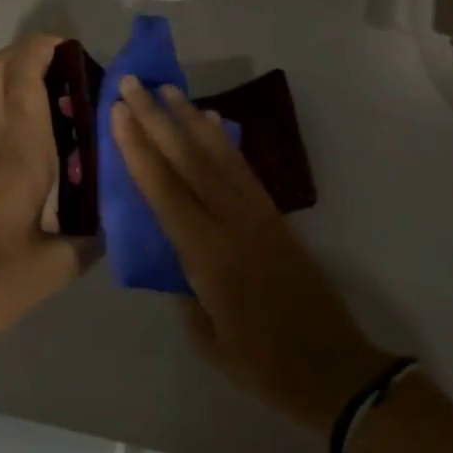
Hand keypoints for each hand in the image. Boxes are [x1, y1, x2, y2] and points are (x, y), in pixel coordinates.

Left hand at [0, 37, 90, 350]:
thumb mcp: (61, 265)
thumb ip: (93, 238)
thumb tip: (115, 221)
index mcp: (22, 153)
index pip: (24, 81)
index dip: (42, 51)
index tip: (70, 45)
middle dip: (23, 50)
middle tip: (59, 57)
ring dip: (0, 65)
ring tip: (33, 73)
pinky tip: (8, 112)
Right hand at [111, 75, 396, 438]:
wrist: (334, 367)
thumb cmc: (263, 366)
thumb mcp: (208, 340)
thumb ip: (184, 290)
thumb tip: (173, 255)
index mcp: (209, 255)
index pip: (165, 191)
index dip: (139, 149)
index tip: (118, 113)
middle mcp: (233, 222)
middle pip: (189, 160)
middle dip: (157, 119)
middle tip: (132, 84)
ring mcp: (258, 213)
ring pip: (218, 155)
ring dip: (190, 119)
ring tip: (168, 90)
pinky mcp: (275, 214)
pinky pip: (243, 167)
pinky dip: (223, 140)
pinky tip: (211, 121)